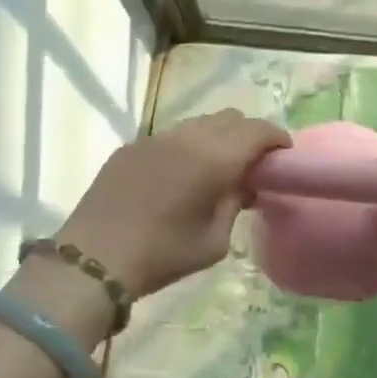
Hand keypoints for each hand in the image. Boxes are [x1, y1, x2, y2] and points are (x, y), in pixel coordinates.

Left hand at [57, 109, 290, 298]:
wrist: (94, 259)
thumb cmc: (162, 255)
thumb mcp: (214, 241)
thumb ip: (234, 205)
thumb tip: (243, 186)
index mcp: (214, 158)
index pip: (257, 130)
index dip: (276, 138)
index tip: (283, 154)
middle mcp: (188, 137)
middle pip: (230, 118)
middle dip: (248, 134)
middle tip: (252, 163)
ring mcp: (156, 138)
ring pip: (199, 123)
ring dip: (217, 137)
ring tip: (216, 166)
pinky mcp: (132, 146)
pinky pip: (172, 135)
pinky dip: (188, 146)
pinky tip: (180, 174)